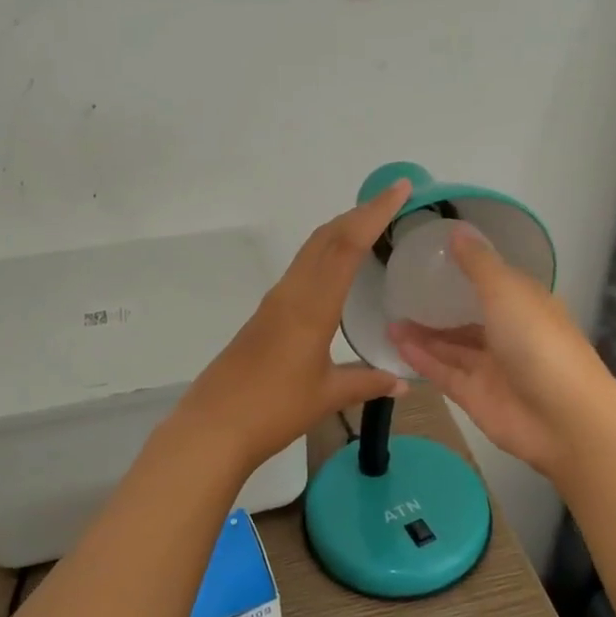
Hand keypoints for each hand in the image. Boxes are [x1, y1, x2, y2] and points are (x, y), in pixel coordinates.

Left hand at [179, 179, 413, 468]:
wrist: (213, 427)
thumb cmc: (273, 410)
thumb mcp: (327, 396)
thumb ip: (367, 383)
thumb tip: (402, 382)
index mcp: (311, 306)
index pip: (346, 246)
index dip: (374, 214)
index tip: (399, 189)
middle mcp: (291, 294)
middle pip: (325, 238)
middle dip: (358, 214)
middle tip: (391, 201)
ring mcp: (273, 303)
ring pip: (309, 252)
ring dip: (339, 232)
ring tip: (369, 226)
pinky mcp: (264, 316)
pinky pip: (300, 271)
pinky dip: (324, 255)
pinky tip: (335, 271)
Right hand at [388, 228, 615, 479]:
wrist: (563, 420)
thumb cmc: (539, 343)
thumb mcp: (507, 292)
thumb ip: (478, 264)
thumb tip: (457, 230)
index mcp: (525, 304)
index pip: (493, 282)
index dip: (465, 270)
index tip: (430, 259)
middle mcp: (509, 334)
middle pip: (468, 318)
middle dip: (438, 307)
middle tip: (401, 293)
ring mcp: (491, 368)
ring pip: (451, 346)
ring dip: (423, 334)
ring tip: (390, 319)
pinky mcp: (474, 396)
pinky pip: (443, 372)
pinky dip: (422, 358)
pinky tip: (396, 343)